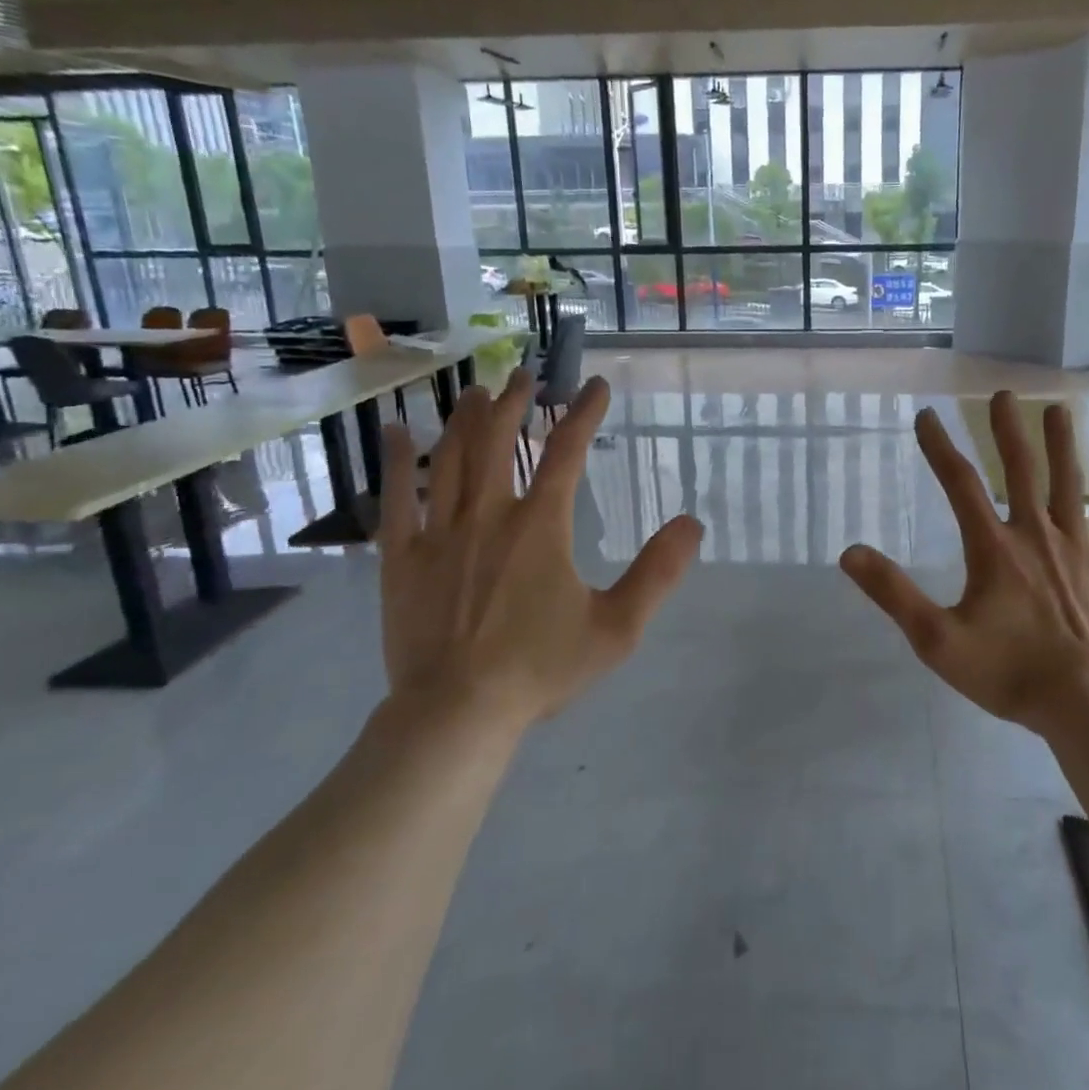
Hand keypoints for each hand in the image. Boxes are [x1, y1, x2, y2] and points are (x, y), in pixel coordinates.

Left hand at [377, 369, 702, 734]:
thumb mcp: (617, 627)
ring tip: (475, 391)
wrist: (456, 714)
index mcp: (540, 526)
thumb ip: (658, 573)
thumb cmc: (540, 669)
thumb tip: (692, 523)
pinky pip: (396, 498)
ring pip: (450, 459)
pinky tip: (396, 432)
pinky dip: (397, 461)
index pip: (566, 452)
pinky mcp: (401, 558)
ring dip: (465, 420)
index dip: (583, 413)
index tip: (594, 386)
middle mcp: (488, 515)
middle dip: (514, 403)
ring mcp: (439, 534)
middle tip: (523, 375)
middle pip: (500, 441)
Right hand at [840, 391, 1088, 731]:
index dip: (940, 447)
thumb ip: (894, 593)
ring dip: (1060, 444)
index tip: (926, 415)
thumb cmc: (1006, 672)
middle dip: (1006, 431)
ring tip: (1056, 408)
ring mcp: (1077, 548)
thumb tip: (850, 553)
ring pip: (1067, 484)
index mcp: (993, 548)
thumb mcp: (936, 638)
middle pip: (1019, 471)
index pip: (960, 485)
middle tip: (1002, 394)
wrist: (1084, 704)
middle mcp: (1035, 535)